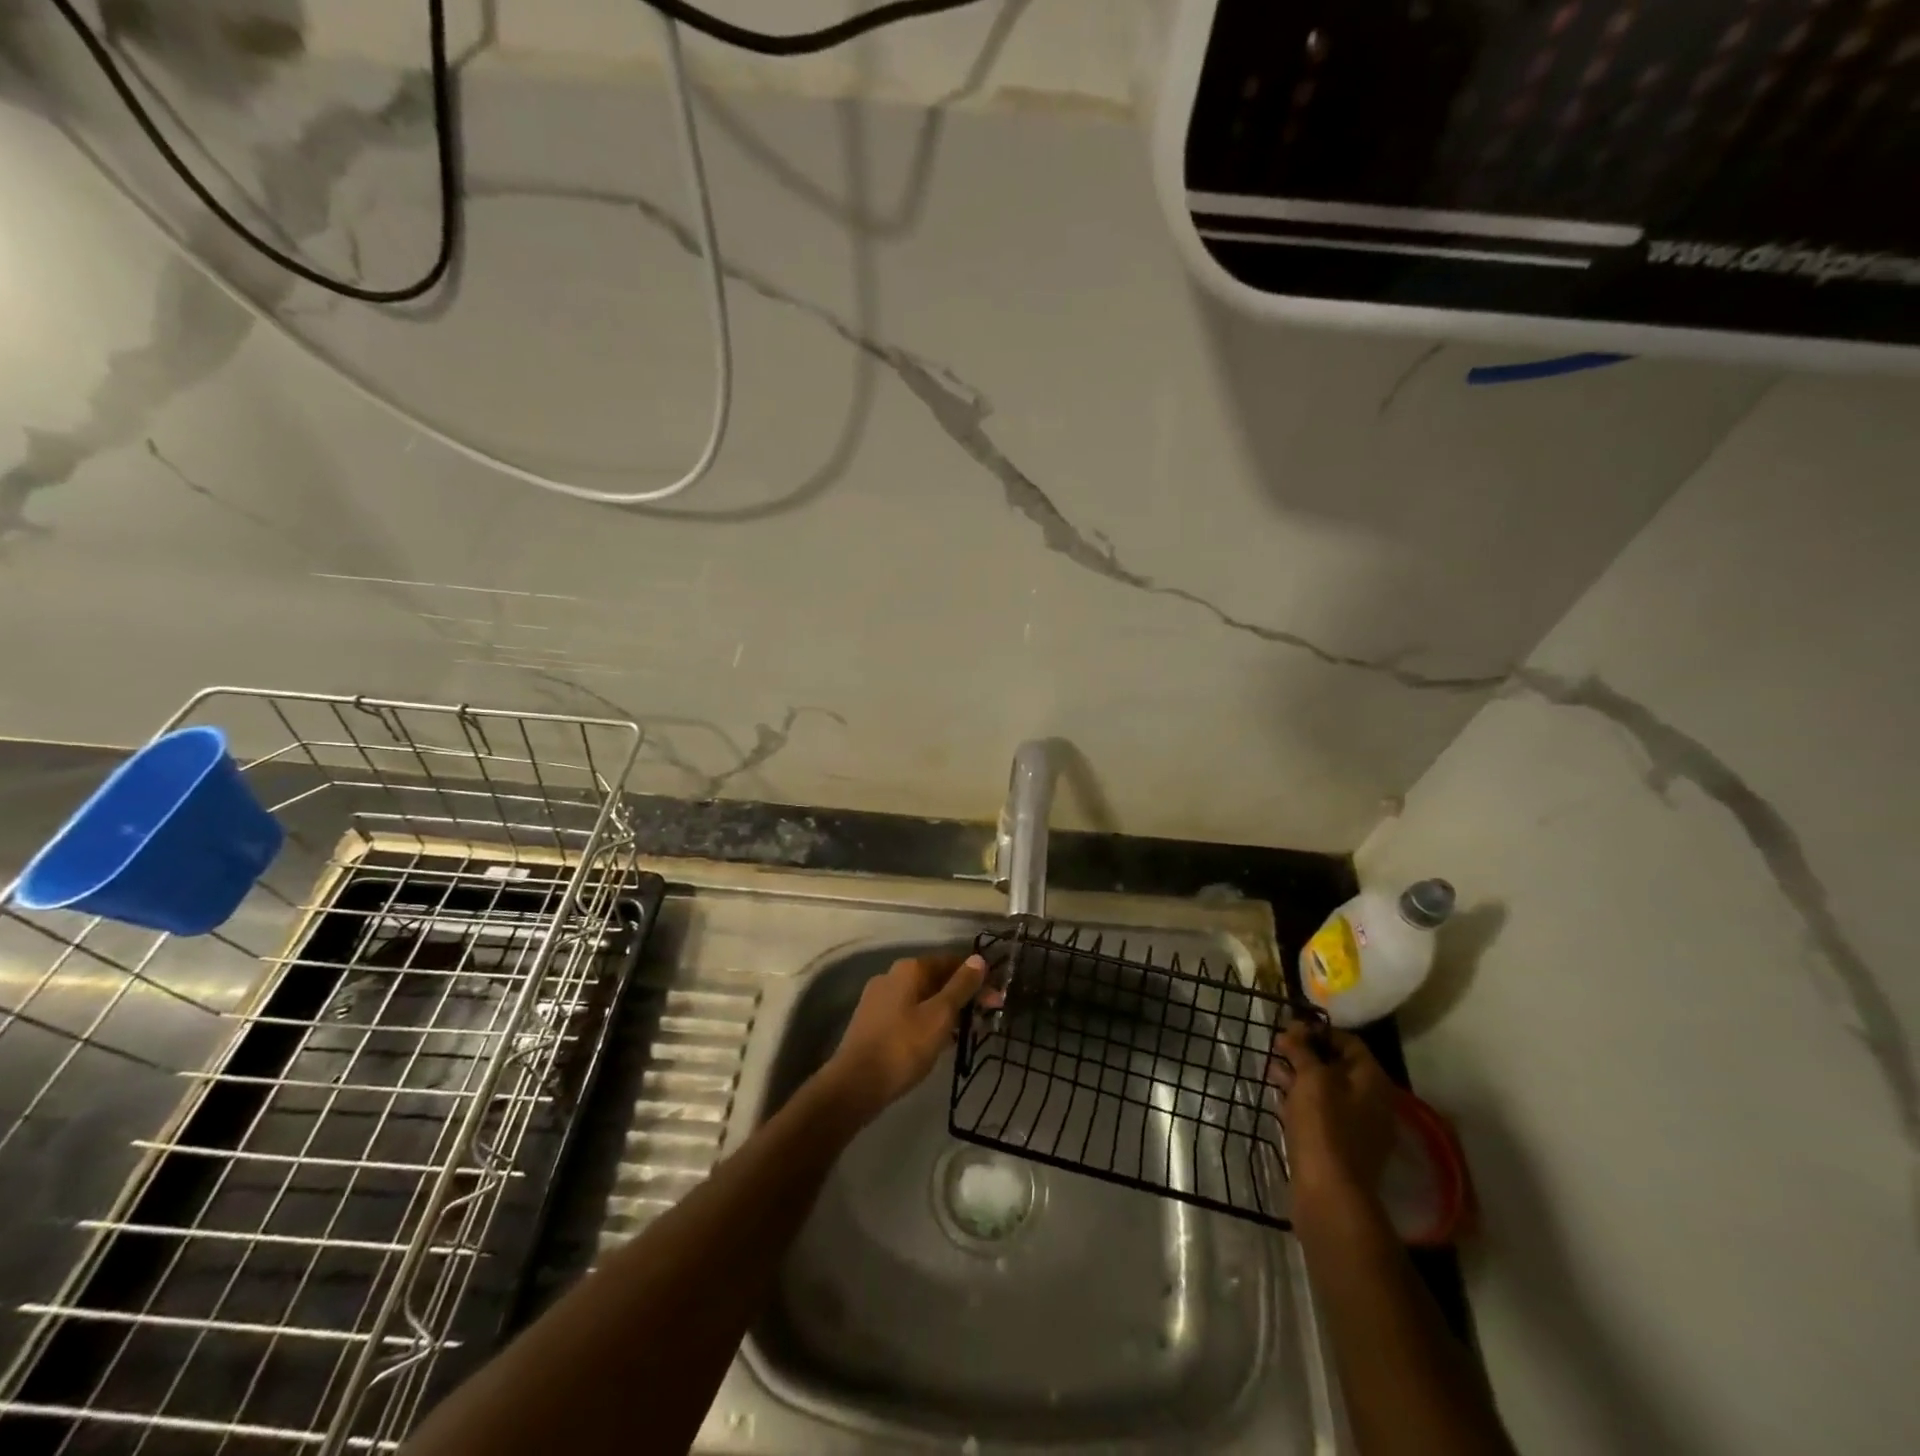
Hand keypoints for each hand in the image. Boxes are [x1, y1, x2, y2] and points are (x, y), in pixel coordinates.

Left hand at [825, 953, 987, 1119]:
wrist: (855, 1084)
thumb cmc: (903, 1046)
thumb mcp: (940, 1016)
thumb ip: (961, 986)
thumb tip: (979, 958)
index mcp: (909, 969)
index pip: (951, 961)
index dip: (977, 978)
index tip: (996, 999)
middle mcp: (892, 976)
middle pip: (936, 979)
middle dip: (963, 995)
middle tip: (986, 1018)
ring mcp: (879, 999)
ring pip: (923, 997)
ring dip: (947, 1010)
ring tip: (967, 1033)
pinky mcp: (873, 1021)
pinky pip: (909, 1013)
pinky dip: (928, 1021)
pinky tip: (939, 1041)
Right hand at [1270, 1022, 1396, 1209]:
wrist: (1330, 1193)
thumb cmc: (1324, 1126)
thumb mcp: (1311, 1078)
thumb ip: (1302, 1049)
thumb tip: (1295, 1029)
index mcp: (1373, 1082)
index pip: (1350, 1042)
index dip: (1319, 1031)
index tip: (1290, 1027)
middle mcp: (1372, 1102)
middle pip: (1338, 1066)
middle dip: (1307, 1053)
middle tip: (1277, 1046)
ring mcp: (1358, 1127)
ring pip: (1327, 1091)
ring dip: (1300, 1076)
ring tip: (1271, 1068)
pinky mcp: (1341, 1146)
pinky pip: (1322, 1113)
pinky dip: (1302, 1100)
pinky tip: (1278, 1096)